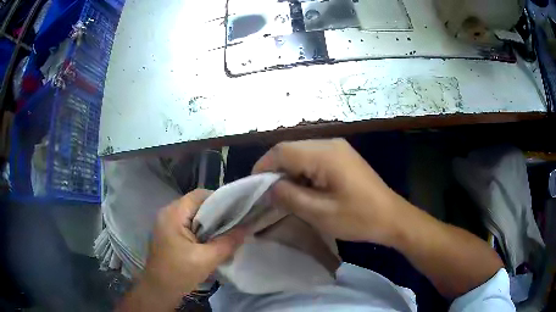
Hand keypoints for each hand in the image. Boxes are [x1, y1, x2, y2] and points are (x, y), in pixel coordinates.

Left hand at [124, 189, 244, 310]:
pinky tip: (212, 240)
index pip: (199, 195)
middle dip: (216, 213)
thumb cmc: (180, 273)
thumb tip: (247, 228)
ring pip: (193, 215)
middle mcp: (167, 213)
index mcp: (173, 214)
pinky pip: (188, 224)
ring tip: (227, 232)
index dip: (220, 200)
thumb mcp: (207, 259)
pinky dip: (201, 229)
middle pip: (196, 204)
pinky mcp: (168, 233)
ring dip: (209, 222)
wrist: (159, 290)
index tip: (237, 212)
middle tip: (235, 223)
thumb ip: (228, 242)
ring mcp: (166, 223)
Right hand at [253, 139, 408, 245]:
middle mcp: (330, 143)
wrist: (392, 218)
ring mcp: (338, 148)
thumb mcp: (320, 213)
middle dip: (274, 169)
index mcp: (325, 154)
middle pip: (290, 149)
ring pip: (301, 153)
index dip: (263, 166)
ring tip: (284, 194)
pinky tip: (303, 189)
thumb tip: (269, 187)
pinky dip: (302, 172)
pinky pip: (313, 158)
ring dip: (288, 171)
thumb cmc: (359, 218)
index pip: (282, 151)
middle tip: (268, 194)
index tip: (253, 187)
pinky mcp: (342, 157)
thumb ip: (289, 197)